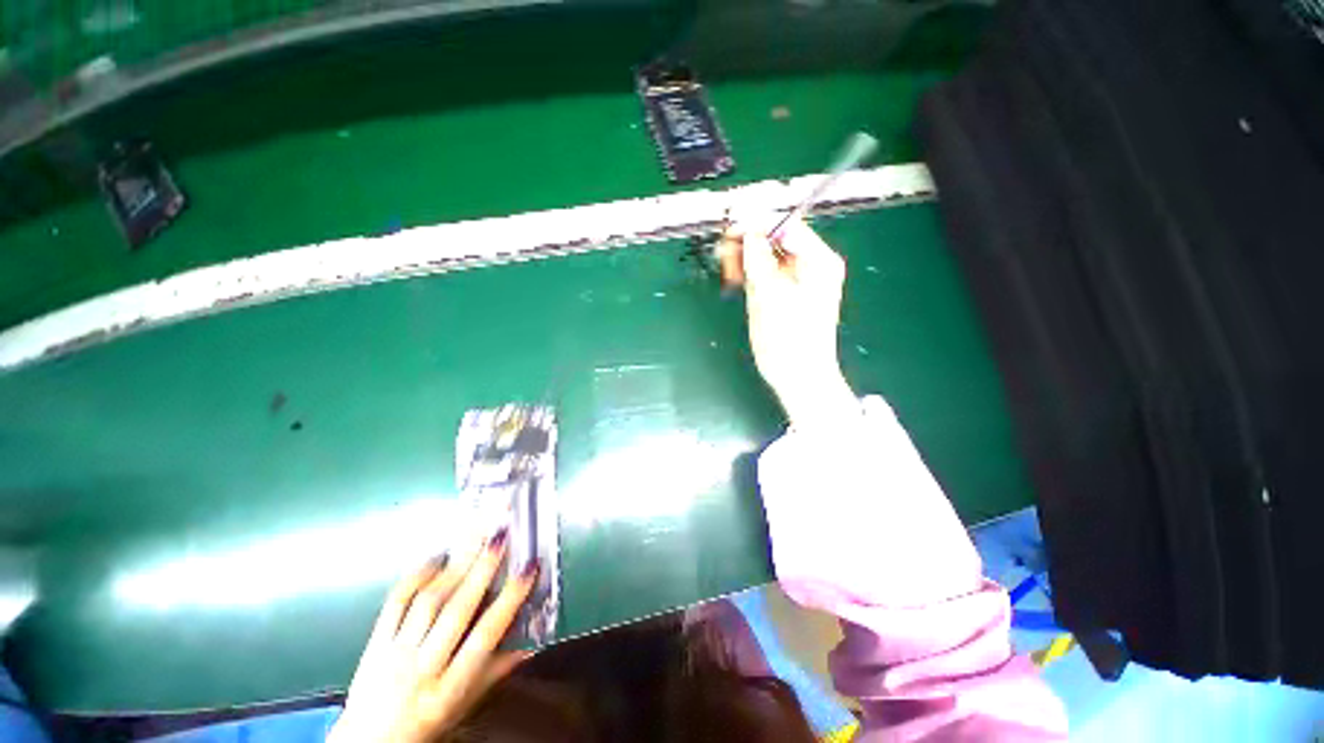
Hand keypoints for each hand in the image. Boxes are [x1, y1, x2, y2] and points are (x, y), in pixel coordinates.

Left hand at [329, 534, 535, 742]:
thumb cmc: (426, 725)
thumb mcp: (464, 706)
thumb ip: (496, 672)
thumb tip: (531, 644)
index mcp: (450, 687)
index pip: (486, 636)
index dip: (510, 599)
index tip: (529, 569)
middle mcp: (423, 666)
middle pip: (456, 610)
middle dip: (482, 569)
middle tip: (500, 537)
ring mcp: (395, 652)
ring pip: (428, 601)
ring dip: (455, 565)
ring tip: (475, 537)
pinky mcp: (374, 643)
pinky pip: (395, 603)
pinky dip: (417, 576)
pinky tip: (437, 556)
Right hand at [719, 217, 857, 427]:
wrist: (797, 377)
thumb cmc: (790, 340)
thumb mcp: (771, 296)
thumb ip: (759, 261)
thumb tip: (748, 232)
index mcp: (818, 261)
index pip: (786, 226)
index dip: (757, 223)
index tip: (731, 228)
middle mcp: (811, 266)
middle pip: (776, 240)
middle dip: (749, 241)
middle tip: (724, 250)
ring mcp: (797, 281)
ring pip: (767, 257)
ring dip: (745, 257)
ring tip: (727, 265)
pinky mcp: (783, 295)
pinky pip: (764, 274)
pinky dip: (749, 272)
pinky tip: (735, 276)